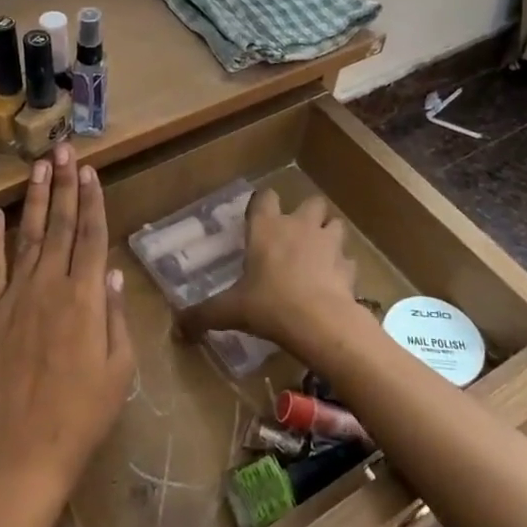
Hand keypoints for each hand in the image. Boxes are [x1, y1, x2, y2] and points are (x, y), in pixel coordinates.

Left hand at [0, 145, 134, 510]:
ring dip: (35, 201)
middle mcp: (50, 286)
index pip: (92, 236)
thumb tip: (114, 272)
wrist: (28, 449)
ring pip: (28, 237)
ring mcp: (16, 298)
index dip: (93, 201)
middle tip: (63, 149)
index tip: (90, 171)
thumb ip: (116, 315)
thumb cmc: (86, 413)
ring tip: (39, 168)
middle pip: (61, 226)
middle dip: (64, 185)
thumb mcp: (120, 367)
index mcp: (86, 298)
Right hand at [181, 189, 365, 353]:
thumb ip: (203, 315)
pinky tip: (333, 283)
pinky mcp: (348, 267)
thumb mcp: (230, 311)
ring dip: (328, 235)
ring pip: (335, 225)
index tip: (257, 219)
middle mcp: (299, 226)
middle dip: (306, 214)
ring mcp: (329, 244)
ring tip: (318, 255)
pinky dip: (342, 268)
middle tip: (294, 236)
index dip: (262, 204)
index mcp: (267, 228)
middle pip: (311, 202)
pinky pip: (347, 260)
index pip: (265, 197)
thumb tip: (178, 328)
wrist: (321, 322)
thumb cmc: (270, 305)